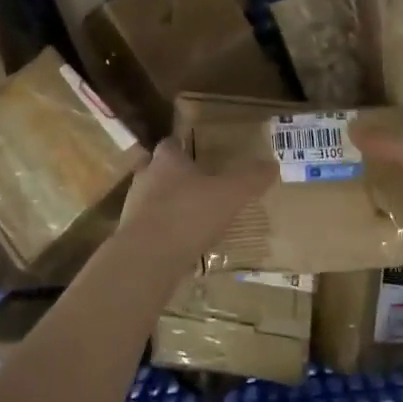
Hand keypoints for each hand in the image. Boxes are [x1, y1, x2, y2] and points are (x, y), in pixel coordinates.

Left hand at [117, 141, 273, 269]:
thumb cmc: (190, 214)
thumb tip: (272, 165)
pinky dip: (162, 230)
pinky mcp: (130, 234)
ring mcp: (133, 206)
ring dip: (166, 204)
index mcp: (167, 160)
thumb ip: (250, 179)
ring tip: (190, 217)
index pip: (171, 143)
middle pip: (156, 169)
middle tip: (195, 185)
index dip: (183, 147)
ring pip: (150, 198)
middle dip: (173, 175)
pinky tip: (180, 243)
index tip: (197, 154)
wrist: (148, 257)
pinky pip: (148, 226)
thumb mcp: (230, 195)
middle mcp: (146, 177)